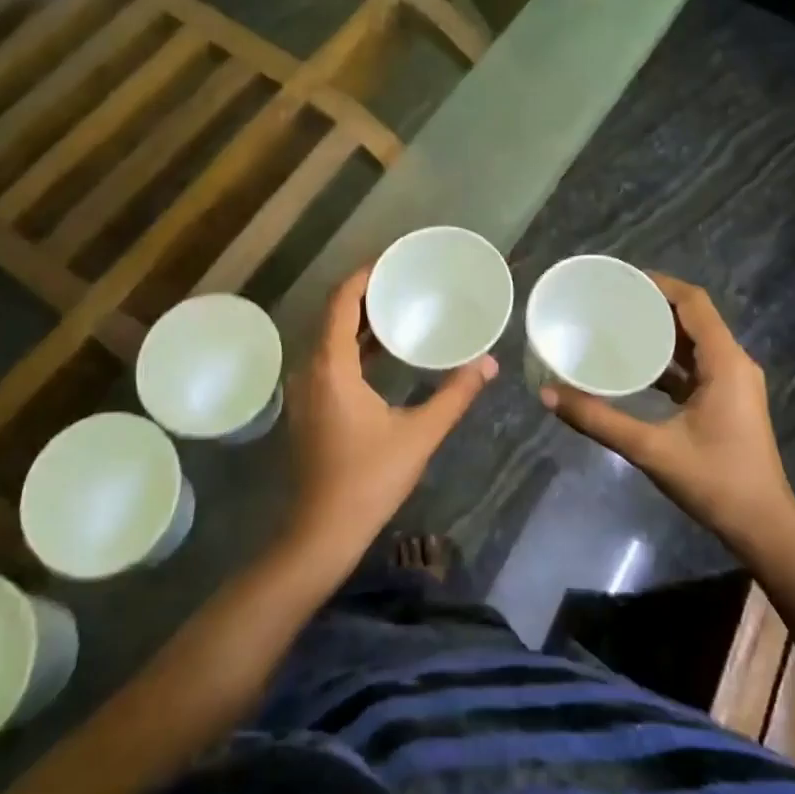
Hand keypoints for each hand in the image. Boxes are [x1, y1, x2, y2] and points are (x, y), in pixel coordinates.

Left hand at [284, 265, 496, 559]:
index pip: (341, 302)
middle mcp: (311, 369)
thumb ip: (455, 395)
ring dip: (358, 320)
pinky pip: (328, 359)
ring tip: (396, 307)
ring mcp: (306, 389)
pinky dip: (352, 346)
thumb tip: (488, 364)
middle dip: (365, 294)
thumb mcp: (419, 434)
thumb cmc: (369, 480)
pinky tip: (381, 350)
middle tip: (402, 280)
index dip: (363, 276)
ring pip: (329, 338)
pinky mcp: (309, 406)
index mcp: (331, 366)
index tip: (392, 261)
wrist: (322, 532)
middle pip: (333, 315)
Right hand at [540, 273, 794, 549]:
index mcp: (725, 362)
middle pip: (694, 317)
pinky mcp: (728, 400)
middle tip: (609, 301)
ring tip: (617, 325)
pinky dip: (668, 358)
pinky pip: (696, 365)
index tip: (620, 280)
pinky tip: (636, 366)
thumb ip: (598, 419)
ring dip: (661, 331)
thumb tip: (548, 394)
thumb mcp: (650, 449)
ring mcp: (734, 382)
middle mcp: (734, 363)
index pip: (693, 302)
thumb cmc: (714, 482)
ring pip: (695, 341)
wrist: (763, 528)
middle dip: (654, 305)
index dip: (659, 284)